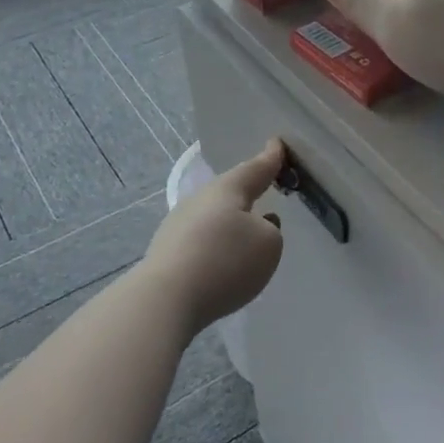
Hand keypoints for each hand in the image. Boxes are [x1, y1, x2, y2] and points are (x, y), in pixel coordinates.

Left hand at [144, 139, 285, 331]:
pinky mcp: (168, 252)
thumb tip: (257, 226)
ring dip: (231, 223)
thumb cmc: (225, 261)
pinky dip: (216, 246)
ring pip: (214, 217)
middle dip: (248, 192)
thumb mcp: (268, 244)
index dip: (271, 159)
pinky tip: (222, 262)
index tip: (277, 144)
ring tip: (247, 236)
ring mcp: (179, 224)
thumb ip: (271, 230)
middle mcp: (200, 199)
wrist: (166, 298)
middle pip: (231, 192)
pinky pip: (201, 240)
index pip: (256, 169)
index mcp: (228, 189)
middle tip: (264, 189)